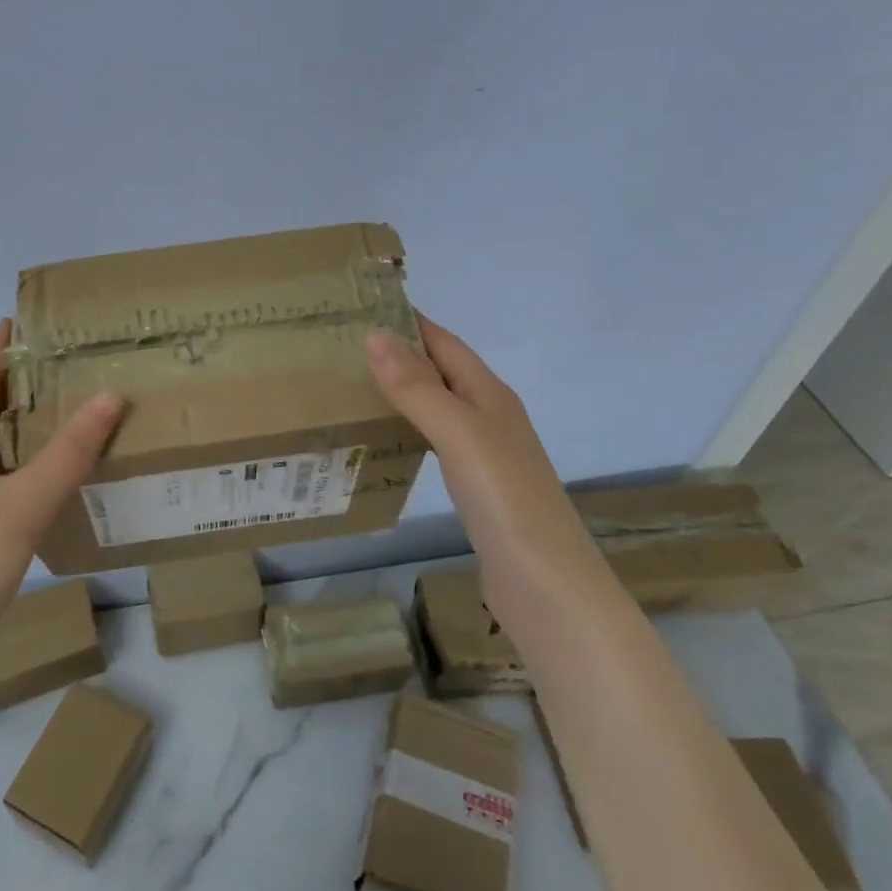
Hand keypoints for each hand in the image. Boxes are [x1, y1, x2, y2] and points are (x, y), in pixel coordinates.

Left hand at [0, 320, 123, 675]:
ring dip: (29, 422)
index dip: (1, 346)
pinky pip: (5, 476)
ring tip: (73, 404)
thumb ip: (70, 450)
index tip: (29, 316)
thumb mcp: (25, 501)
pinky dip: (31, 461)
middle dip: (23, 380)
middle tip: (69, 358)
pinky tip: (61, 470)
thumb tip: (110, 394)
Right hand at [365, 315, 600, 614]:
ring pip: (439, 408)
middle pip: (443, 372)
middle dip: (401, 354)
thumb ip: (418, 387)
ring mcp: (487, 456)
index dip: (410, 323)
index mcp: (491, 396)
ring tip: (355, 386)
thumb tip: (375, 334)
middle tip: (345, 346)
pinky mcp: (478, 490)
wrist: (546, 585)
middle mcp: (491, 418)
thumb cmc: (505, 499)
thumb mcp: (459, 433)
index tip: (364, 305)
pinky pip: (436, 443)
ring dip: (404, 392)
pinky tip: (387, 440)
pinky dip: (410, 430)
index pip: (446, 343)